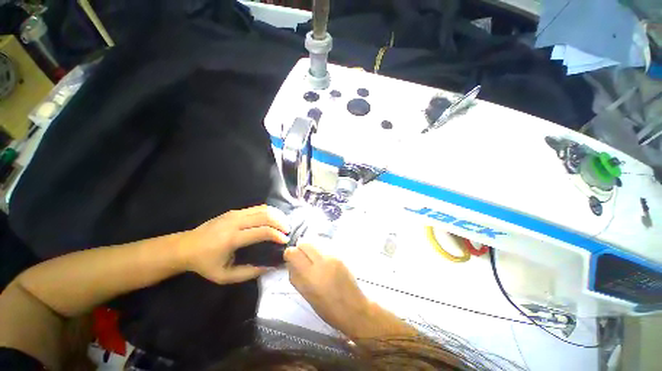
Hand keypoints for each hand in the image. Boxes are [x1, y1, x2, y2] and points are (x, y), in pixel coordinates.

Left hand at [178, 205, 289, 283]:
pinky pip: (257, 208)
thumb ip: (249, 272)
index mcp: (232, 238)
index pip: (262, 231)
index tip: (285, 241)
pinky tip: (273, 219)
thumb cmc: (205, 264)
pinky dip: (269, 212)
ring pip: (263, 209)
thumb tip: (270, 266)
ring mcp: (234, 213)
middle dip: (280, 222)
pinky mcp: (234, 211)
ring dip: (276, 215)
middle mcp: (235, 221)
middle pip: (265, 216)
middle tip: (287, 231)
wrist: (185, 247)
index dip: (277, 235)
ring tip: (283, 224)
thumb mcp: (225, 276)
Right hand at [284, 244, 370, 334]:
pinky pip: (326, 243)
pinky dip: (321, 247)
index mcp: (311, 276)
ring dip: (311, 247)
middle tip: (303, 258)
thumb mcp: (306, 295)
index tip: (291, 259)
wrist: (354, 308)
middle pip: (305, 242)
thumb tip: (290, 262)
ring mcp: (334, 255)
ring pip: (316, 240)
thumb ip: (295, 276)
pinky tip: (323, 258)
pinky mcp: (342, 253)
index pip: (293, 252)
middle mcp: (323, 261)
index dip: (290, 254)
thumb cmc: (328, 309)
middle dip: (301, 248)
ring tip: (314, 258)